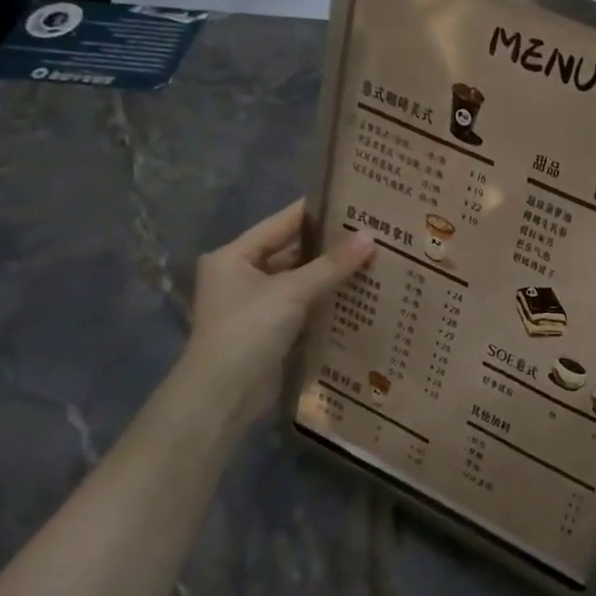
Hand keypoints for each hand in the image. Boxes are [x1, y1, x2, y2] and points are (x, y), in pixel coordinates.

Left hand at [177, 199, 375, 421]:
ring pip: (297, 280)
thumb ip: (332, 265)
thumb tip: (370, 237)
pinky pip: (301, 305)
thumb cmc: (249, 330)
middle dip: (327, 246)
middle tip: (370, 232)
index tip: (351, 201)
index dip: (315, 212)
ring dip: (328, 274)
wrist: (224, 394)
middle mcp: (240, 275)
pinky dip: (324, 299)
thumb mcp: (292, 292)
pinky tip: (357, 293)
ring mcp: (254, 305)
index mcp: (233, 256)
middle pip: (290, 251)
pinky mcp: (268, 330)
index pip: (281, 223)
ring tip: (371, 259)